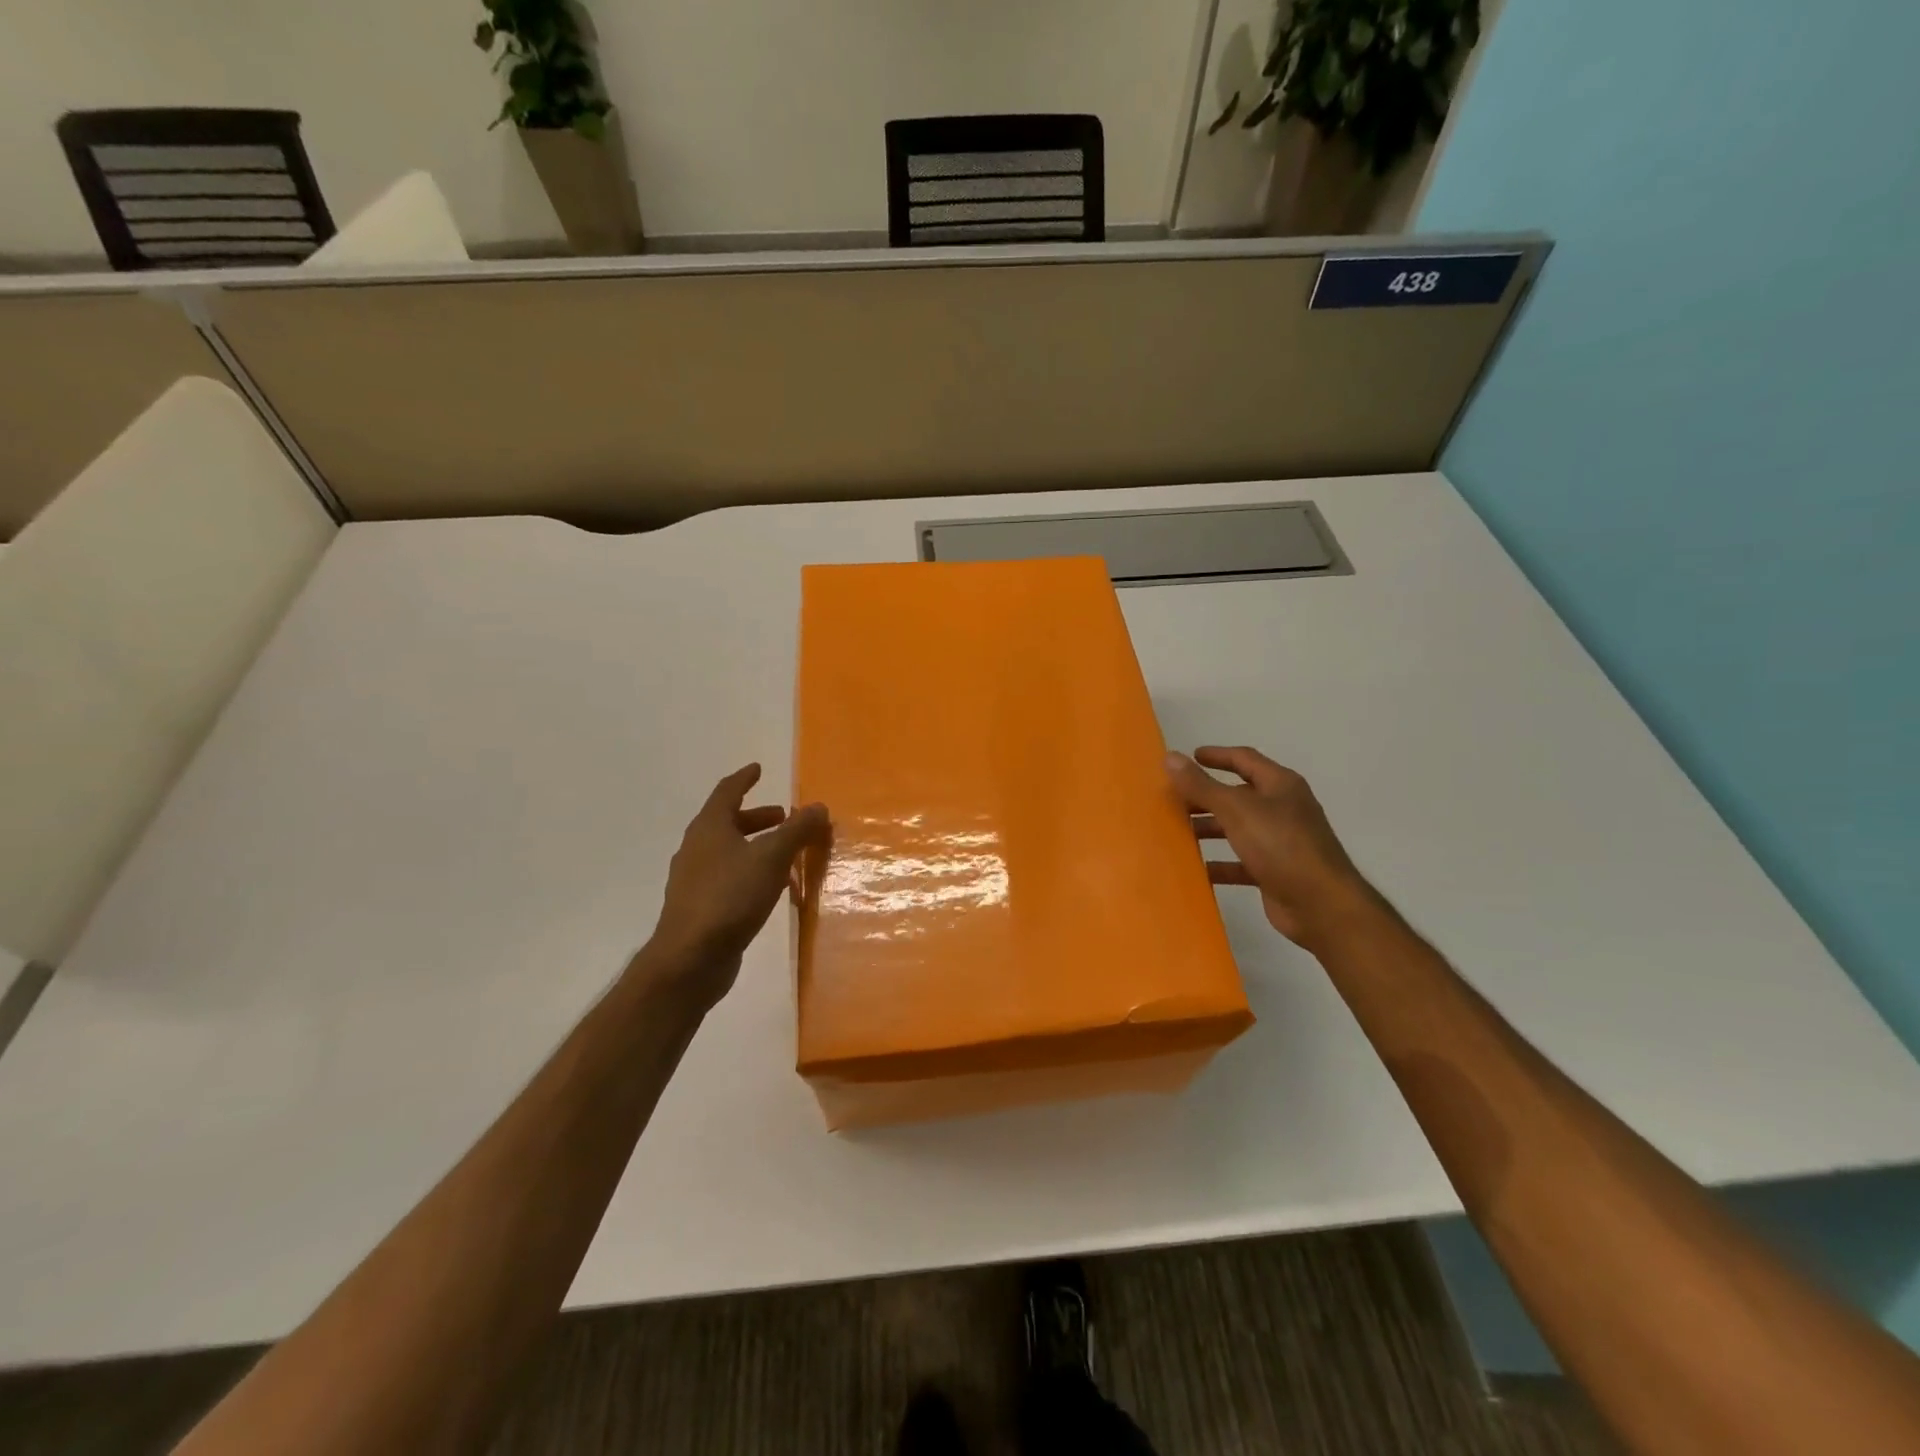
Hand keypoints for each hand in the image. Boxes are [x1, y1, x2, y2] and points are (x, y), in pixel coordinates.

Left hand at [641, 764, 828, 1007]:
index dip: (744, 779)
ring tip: (783, 854)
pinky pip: (727, 877)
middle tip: (783, 817)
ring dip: (754, 845)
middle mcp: (696, 849)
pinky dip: (749, 871)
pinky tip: (769, 888)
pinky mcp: (699, 907)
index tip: (758, 769)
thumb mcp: (771, 858)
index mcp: (709, 828)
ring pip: (727, 851)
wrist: (690, 959)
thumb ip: (796, 830)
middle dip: (757, 817)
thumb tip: (818, 806)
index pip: (727, 792)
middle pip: (727, 822)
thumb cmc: (730, 897)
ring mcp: (694, 880)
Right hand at [1167, 746, 1375, 949]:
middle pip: (1238, 795)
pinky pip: (1240, 862)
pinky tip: (1195, 868)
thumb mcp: (1237, 810)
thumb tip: (1170, 757)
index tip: (1188, 757)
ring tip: (1176, 832)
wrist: (1322, 905)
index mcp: (1280, 786)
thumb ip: (1201, 785)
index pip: (1245, 760)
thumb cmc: (1281, 846)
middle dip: (1205, 796)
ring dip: (1209, 828)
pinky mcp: (1275, 872)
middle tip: (1172, 798)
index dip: (1217, 756)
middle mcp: (1282, 809)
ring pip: (1237, 829)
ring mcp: (1280, 842)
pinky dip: (1219, 863)